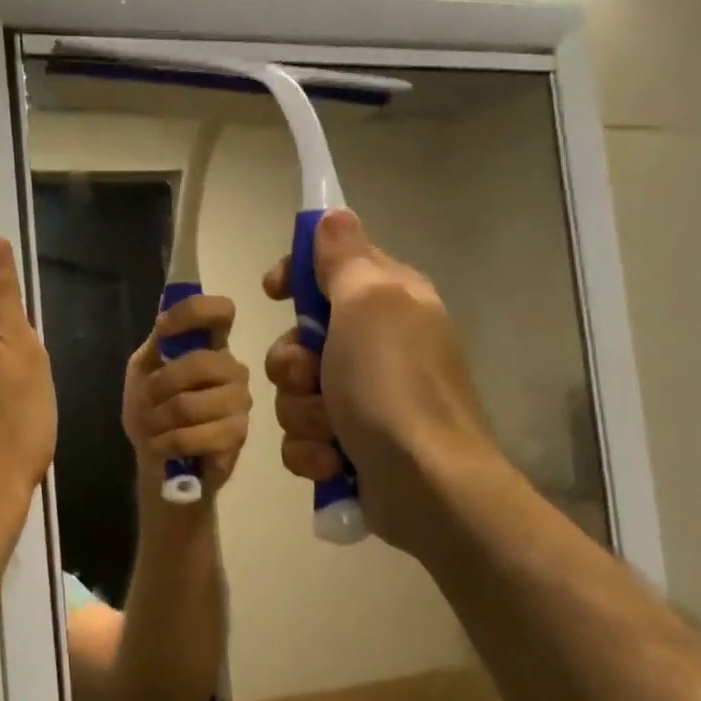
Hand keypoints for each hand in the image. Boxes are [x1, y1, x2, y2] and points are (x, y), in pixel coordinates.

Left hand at [120, 294, 252, 495]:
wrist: (155, 458)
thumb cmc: (151, 408)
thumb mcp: (144, 370)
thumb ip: (158, 344)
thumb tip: (166, 321)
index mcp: (212, 345)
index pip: (221, 312)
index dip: (193, 312)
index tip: (163, 328)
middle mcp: (233, 369)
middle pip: (201, 363)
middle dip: (161, 385)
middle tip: (148, 402)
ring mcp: (240, 403)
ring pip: (192, 404)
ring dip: (160, 419)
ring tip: (154, 428)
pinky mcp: (238, 437)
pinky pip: (197, 436)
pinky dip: (168, 443)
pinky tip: (163, 446)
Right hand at [262, 209, 501, 555]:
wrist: (426, 485)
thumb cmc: (393, 386)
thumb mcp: (368, 305)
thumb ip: (344, 259)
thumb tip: (334, 214)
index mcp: (389, 302)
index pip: (331, 268)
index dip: (297, 276)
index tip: (274, 290)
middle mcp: (376, 346)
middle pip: (298, 339)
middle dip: (291, 364)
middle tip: (311, 376)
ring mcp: (362, 399)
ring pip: (293, 393)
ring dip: (302, 413)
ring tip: (332, 431)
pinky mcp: (350, 445)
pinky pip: (303, 437)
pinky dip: (312, 451)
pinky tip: (334, 462)